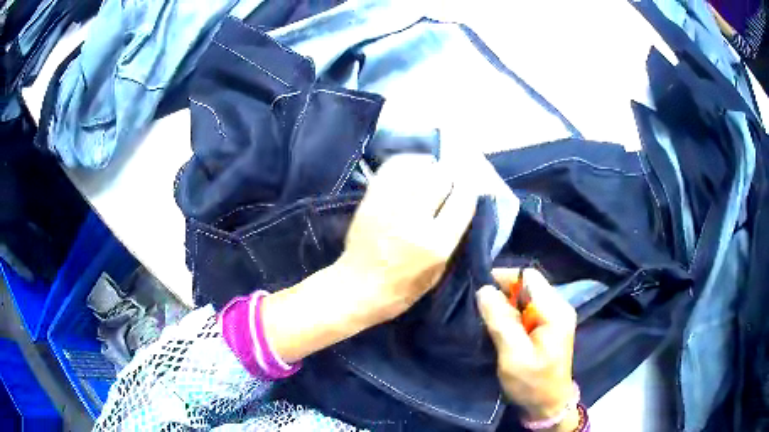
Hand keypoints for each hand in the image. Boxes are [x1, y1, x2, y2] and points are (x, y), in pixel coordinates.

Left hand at [263, 155, 475, 362]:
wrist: (357, 287)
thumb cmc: (402, 289)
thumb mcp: (438, 272)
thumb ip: (451, 237)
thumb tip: (461, 205)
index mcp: (436, 244)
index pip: (463, 201)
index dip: (469, 190)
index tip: (468, 190)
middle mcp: (414, 219)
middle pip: (441, 178)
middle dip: (449, 178)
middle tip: (448, 184)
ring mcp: (390, 206)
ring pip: (418, 168)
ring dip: (430, 168)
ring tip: (431, 173)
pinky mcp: (371, 199)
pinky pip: (392, 168)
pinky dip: (407, 162)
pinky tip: (413, 168)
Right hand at [477, 268, 578, 431]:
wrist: (549, 405)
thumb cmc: (532, 384)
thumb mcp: (514, 356)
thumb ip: (501, 322)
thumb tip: (484, 290)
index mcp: (555, 311)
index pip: (528, 277)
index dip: (503, 278)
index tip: (480, 291)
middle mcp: (559, 307)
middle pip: (528, 285)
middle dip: (503, 293)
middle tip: (481, 310)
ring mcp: (555, 316)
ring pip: (526, 297)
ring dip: (506, 305)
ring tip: (488, 319)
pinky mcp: (549, 325)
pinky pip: (528, 309)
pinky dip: (512, 314)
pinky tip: (501, 327)